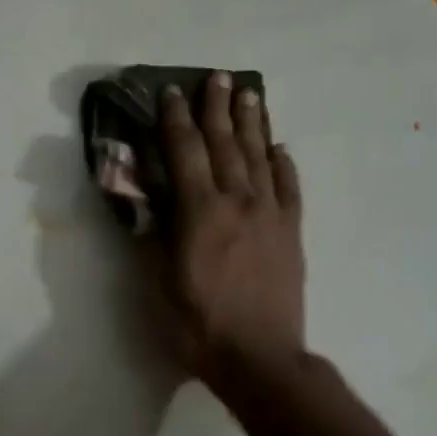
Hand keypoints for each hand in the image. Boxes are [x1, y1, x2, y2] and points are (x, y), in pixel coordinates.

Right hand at [155, 71, 305, 380]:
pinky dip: (284, 163)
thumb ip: (152, 235)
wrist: (261, 359)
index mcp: (201, 212)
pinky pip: (290, 187)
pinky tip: (280, 148)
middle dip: (218, 108)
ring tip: (250, 93)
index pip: (185, 152)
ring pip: (260, 157)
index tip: (172, 91)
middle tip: (218, 76)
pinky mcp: (292, 232)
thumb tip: (144, 200)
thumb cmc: (199, 325)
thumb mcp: (159, 283)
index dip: (176, 120)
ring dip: (253, 123)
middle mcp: (238, 202)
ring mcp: (271, 215)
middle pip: (227, 144)